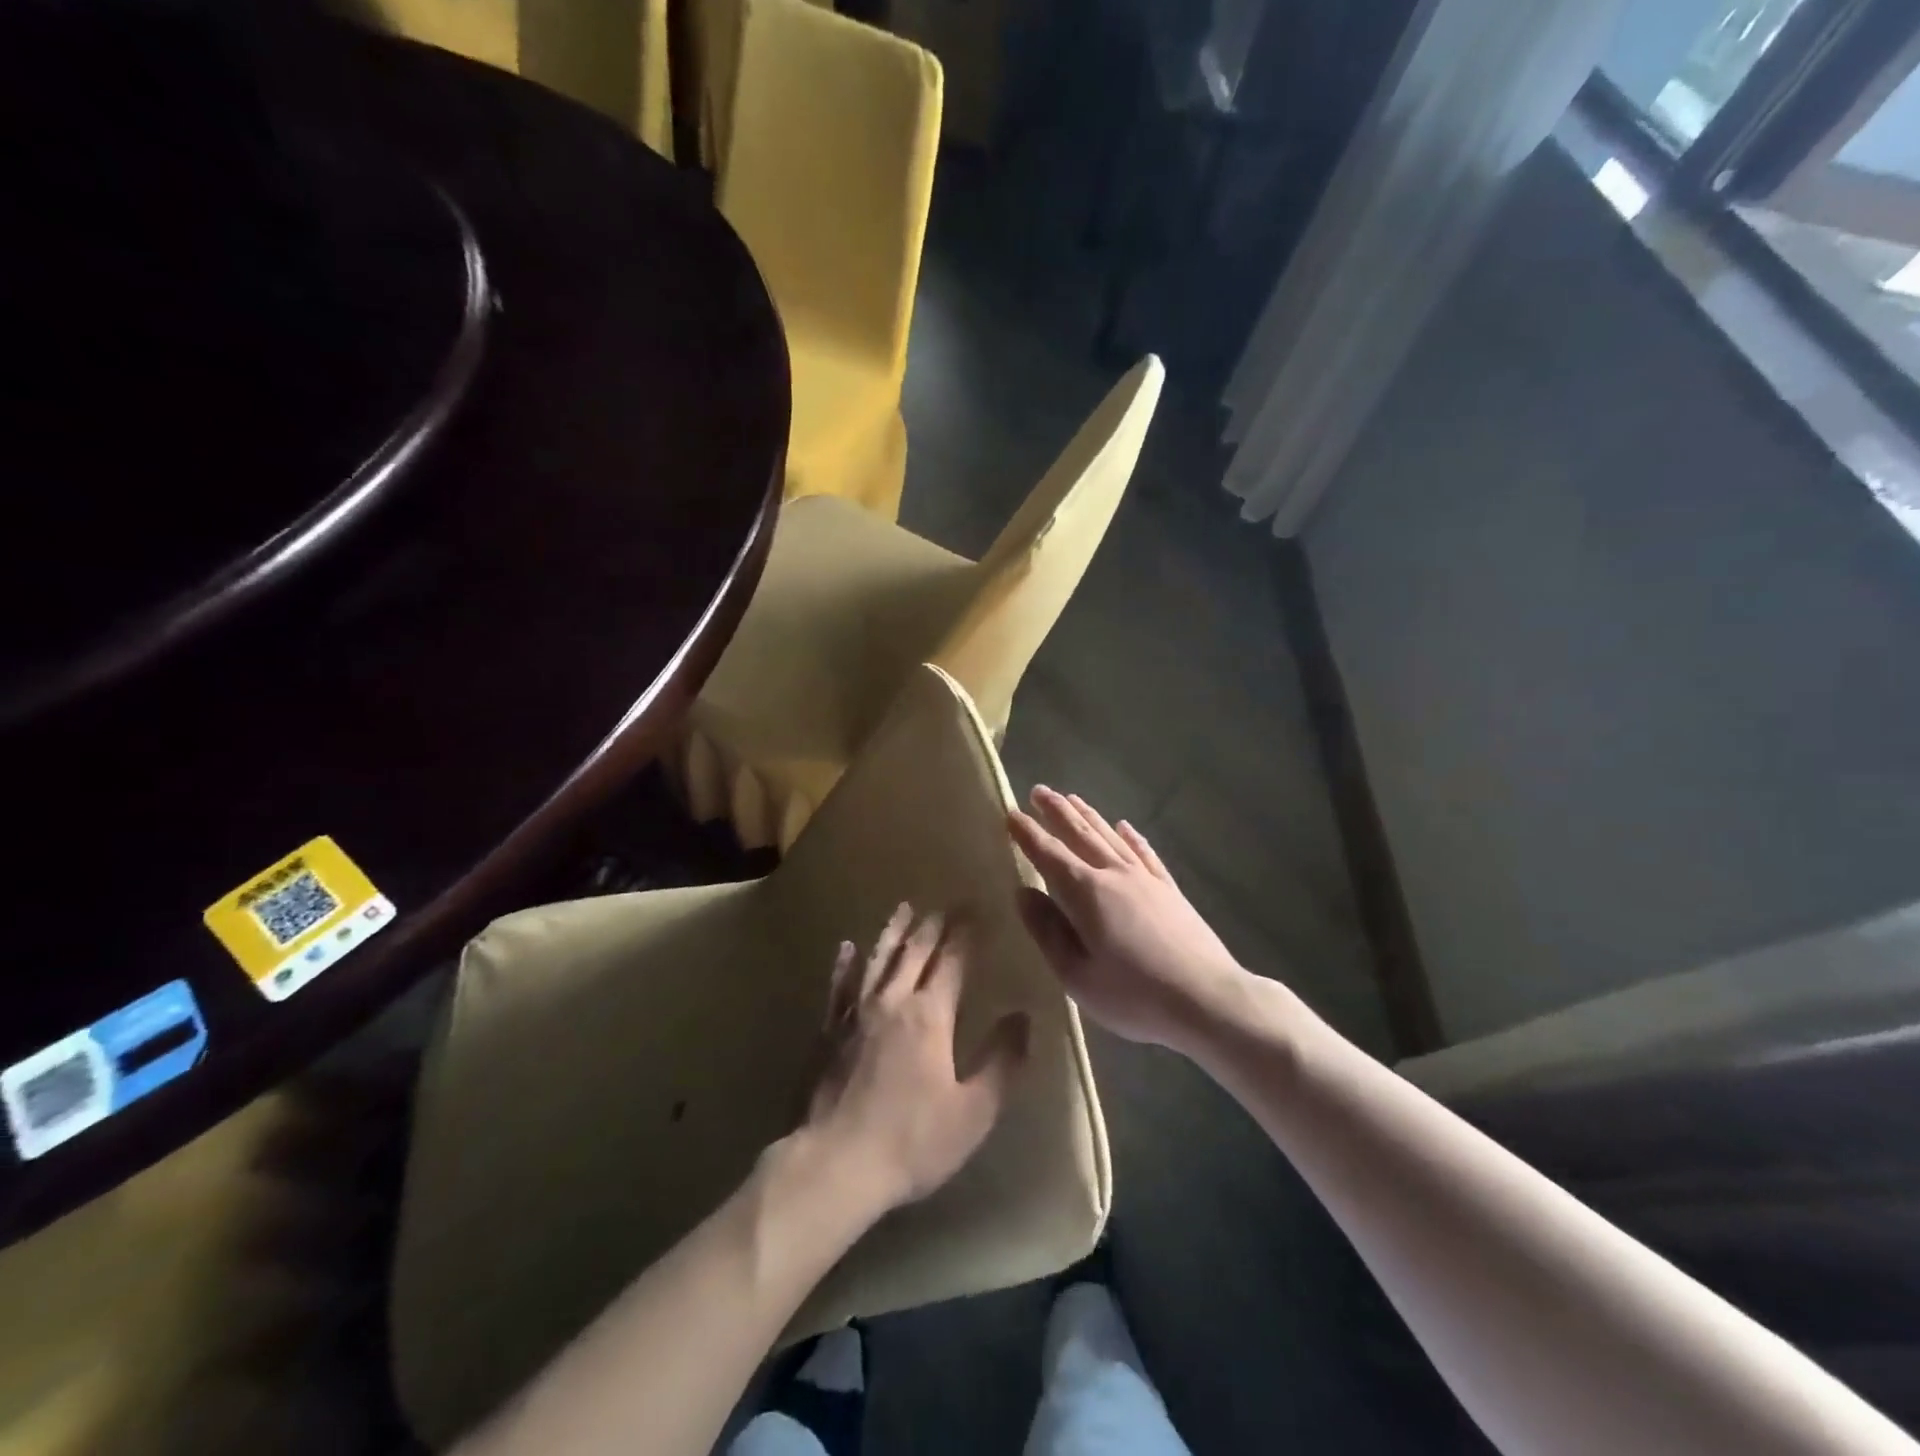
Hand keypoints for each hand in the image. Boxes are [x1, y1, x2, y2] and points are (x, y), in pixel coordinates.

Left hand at [803, 904, 1029, 1213]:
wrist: (836, 1164)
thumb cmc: (913, 1141)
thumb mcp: (974, 1111)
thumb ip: (1003, 1061)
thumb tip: (1024, 1017)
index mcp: (929, 1015)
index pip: (952, 961)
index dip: (966, 933)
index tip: (977, 908)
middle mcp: (892, 1001)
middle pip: (915, 951)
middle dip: (933, 924)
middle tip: (946, 903)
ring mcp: (855, 1013)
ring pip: (877, 959)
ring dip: (893, 931)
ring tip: (904, 907)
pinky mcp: (830, 1031)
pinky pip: (839, 986)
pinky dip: (845, 963)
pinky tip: (846, 947)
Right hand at [1010, 786, 1248, 1052]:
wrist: (1208, 999)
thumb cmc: (1134, 995)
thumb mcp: (1077, 975)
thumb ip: (1047, 931)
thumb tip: (1023, 893)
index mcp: (1086, 893)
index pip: (1048, 854)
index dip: (1028, 833)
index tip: (1010, 812)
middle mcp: (1114, 874)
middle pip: (1080, 834)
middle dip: (1057, 812)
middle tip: (1038, 790)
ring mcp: (1145, 879)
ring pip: (1110, 837)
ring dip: (1089, 815)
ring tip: (1072, 798)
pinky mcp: (1170, 890)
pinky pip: (1145, 854)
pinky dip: (1132, 837)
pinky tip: (1125, 827)